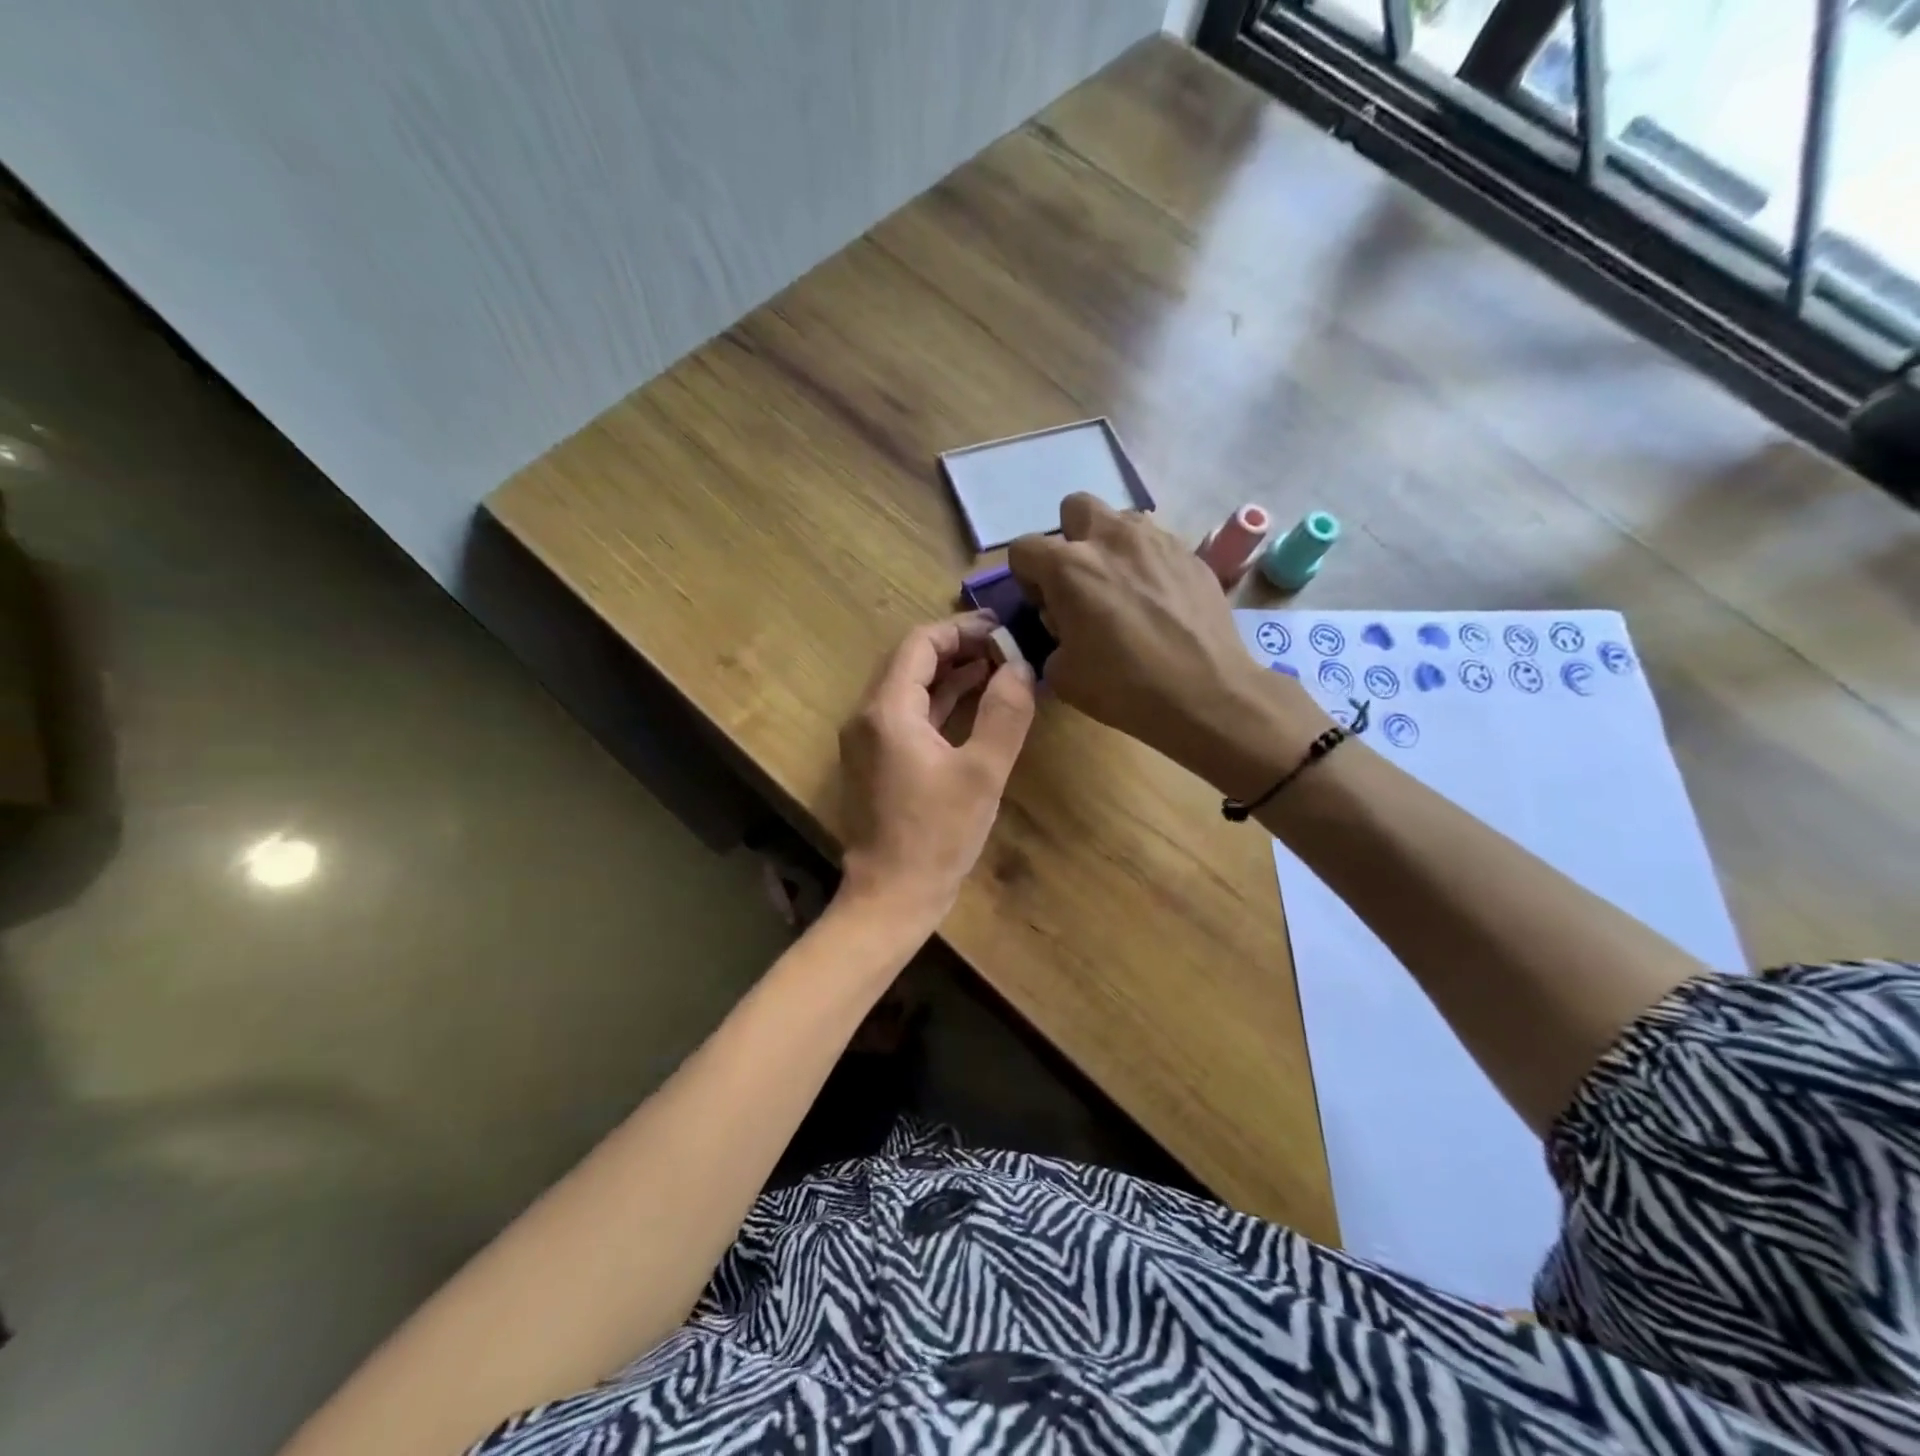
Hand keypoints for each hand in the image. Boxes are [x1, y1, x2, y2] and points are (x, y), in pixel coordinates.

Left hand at [838, 613, 1035, 926]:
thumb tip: (1021, 667)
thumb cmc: (937, 836)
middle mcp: (867, 717)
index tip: (1002, 631)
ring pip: (908, 688)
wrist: (891, 896)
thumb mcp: (982, 773)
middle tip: (1004, 649)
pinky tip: (973, 702)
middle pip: (910, 662)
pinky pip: (906, 715)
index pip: (920, 645)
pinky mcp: (875, 761)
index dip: (962, 631)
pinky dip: (938, 703)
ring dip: (950, 675)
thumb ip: (1005, 713)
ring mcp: (867, 740)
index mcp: (887, 711)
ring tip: (998, 668)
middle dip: (958, 649)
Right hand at [1008, 494, 1326, 796]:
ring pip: (1120, 520)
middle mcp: (1111, 538)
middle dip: (1070, 539)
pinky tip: (1158, 601)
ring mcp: (1156, 540)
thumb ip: (1051, 638)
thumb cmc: (1124, 687)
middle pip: (1075, 508)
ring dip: (1111, 546)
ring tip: (1123, 588)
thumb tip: (1063, 627)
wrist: (1205, 693)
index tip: (1045, 605)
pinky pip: (1156, 544)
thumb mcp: (1062, 675)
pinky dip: (1147, 564)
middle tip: (1082, 581)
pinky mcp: (1190, 553)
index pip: (1024, 547)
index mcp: (1069, 567)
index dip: (1027, 577)